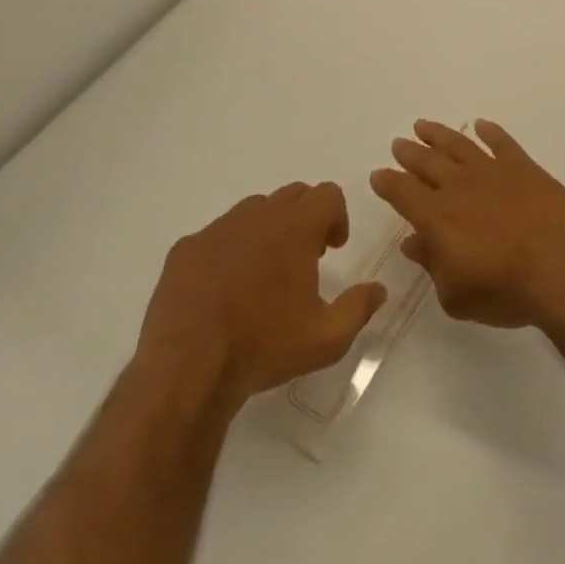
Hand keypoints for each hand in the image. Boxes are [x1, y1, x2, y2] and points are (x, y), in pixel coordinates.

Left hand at [133, 182, 386, 420]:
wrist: (187, 369)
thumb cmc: (264, 347)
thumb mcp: (327, 339)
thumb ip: (359, 308)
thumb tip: (379, 289)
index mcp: (296, 227)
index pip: (327, 194)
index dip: (336, 216)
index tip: (333, 248)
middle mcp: (258, 216)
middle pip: (292, 195)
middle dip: (304, 218)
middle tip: (304, 257)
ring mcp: (217, 229)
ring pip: (253, 211)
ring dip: (267, 229)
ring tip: (263, 272)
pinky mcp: (185, 249)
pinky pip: (216, 235)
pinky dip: (228, 250)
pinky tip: (223, 288)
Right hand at [370, 120, 564, 330]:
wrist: (561, 266)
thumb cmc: (505, 290)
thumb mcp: (456, 295)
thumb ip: (431, 265)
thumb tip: (412, 242)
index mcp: (437, 217)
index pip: (403, 193)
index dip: (388, 183)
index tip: (379, 174)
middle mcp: (459, 186)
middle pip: (427, 162)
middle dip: (410, 153)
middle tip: (399, 143)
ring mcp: (492, 171)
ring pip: (459, 145)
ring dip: (439, 134)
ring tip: (423, 125)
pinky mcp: (523, 166)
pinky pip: (501, 142)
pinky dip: (490, 131)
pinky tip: (481, 125)